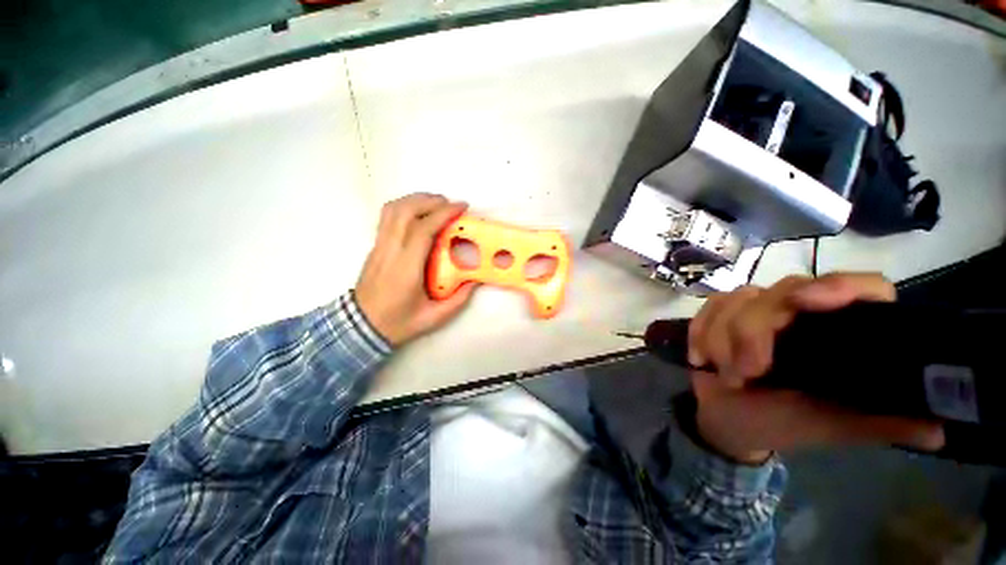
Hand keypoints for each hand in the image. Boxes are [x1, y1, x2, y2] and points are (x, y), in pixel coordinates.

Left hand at [355, 193, 476, 345]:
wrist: (361, 327)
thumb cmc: (398, 322)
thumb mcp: (433, 317)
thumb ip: (458, 300)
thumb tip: (474, 281)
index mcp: (406, 268)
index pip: (423, 229)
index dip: (443, 213)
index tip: (461, 207)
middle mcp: (390, 251)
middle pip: (406, 211)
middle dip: (430, 201)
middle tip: (450, 204)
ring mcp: (379, 246)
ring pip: (393, 209)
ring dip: (416, 200)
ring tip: (435, 203)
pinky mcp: (375, 246)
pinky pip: (387, 216)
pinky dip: (404, 206)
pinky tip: (417, 212)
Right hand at [687, 272, 944, 463]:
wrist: (727, 419)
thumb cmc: (782, 425)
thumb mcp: (830, 427)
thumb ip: (879, 424)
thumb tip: (939, 429)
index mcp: (839, 335)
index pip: (860, 287)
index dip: (839, 286)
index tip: (806, 302)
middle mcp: (802, 313)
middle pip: (780, 293)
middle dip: (752, 333)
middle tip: (745, 372)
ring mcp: (757, 310)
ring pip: (736, 300)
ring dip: (722, 339)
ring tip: (725, 373)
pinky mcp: (722, 313)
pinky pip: (709, 308)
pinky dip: (701, 332)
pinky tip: (701, 358)